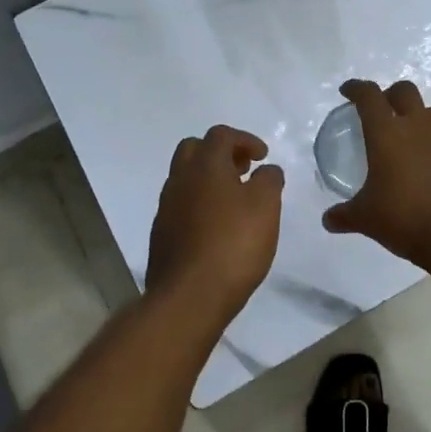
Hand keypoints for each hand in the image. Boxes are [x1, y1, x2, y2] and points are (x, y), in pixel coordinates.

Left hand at [146, 125, 284, 323]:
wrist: (189, 296)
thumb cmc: (233, 244)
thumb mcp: (266, 206)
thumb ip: (269, 180)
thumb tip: (266, 169)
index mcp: (204, 165)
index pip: (221, 135)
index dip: (245, 140)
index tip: (262, 157)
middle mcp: (179, 179)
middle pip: (194, 149)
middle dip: (220, 153)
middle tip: (243, 170)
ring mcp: (166, 207)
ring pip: (185, 178)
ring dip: (209, 179)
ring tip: (234, 200)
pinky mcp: (161, 234)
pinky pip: (181, 205)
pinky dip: (199, 204)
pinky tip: (217, 227)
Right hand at [321, 79, 430, 265]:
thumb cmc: (405, 218)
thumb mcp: (367, 219)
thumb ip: (345, 215)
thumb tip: (329, 220)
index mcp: (388, 133)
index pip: (370, 96)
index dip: (356, 88)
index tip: (348, 91)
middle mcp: (418, 128)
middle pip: (405, 91)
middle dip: (390, 94)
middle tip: (380, 110)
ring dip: (418, 116)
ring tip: (407, 137)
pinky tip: (427, 169)